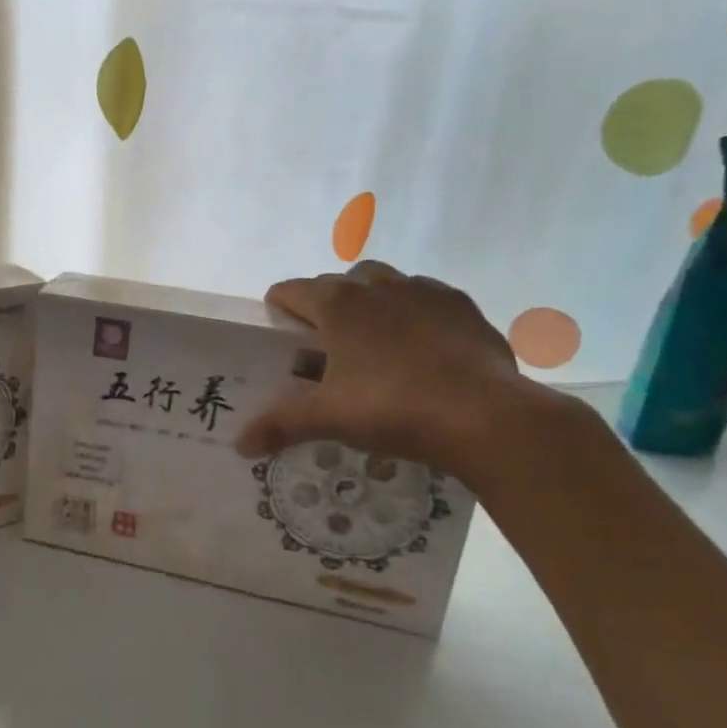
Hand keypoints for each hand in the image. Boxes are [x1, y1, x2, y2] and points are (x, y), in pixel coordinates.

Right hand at [235, 261, 561, 479]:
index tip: (280, 338)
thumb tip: (240, 445)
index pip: (290, 290)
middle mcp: (376, 285)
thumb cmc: (393, 407)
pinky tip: (421, 351)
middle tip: (326, 349)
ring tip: (374, 347)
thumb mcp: (328, 418)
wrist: (486, 417)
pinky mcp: (462, 305)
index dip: (278, 311)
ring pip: (383, 284)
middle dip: (326, 308)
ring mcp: (424, 290)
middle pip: (337, 282)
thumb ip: (280, 424)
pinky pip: (426, 299)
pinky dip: (414, 315)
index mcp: (337, 303)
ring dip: (370, 305)